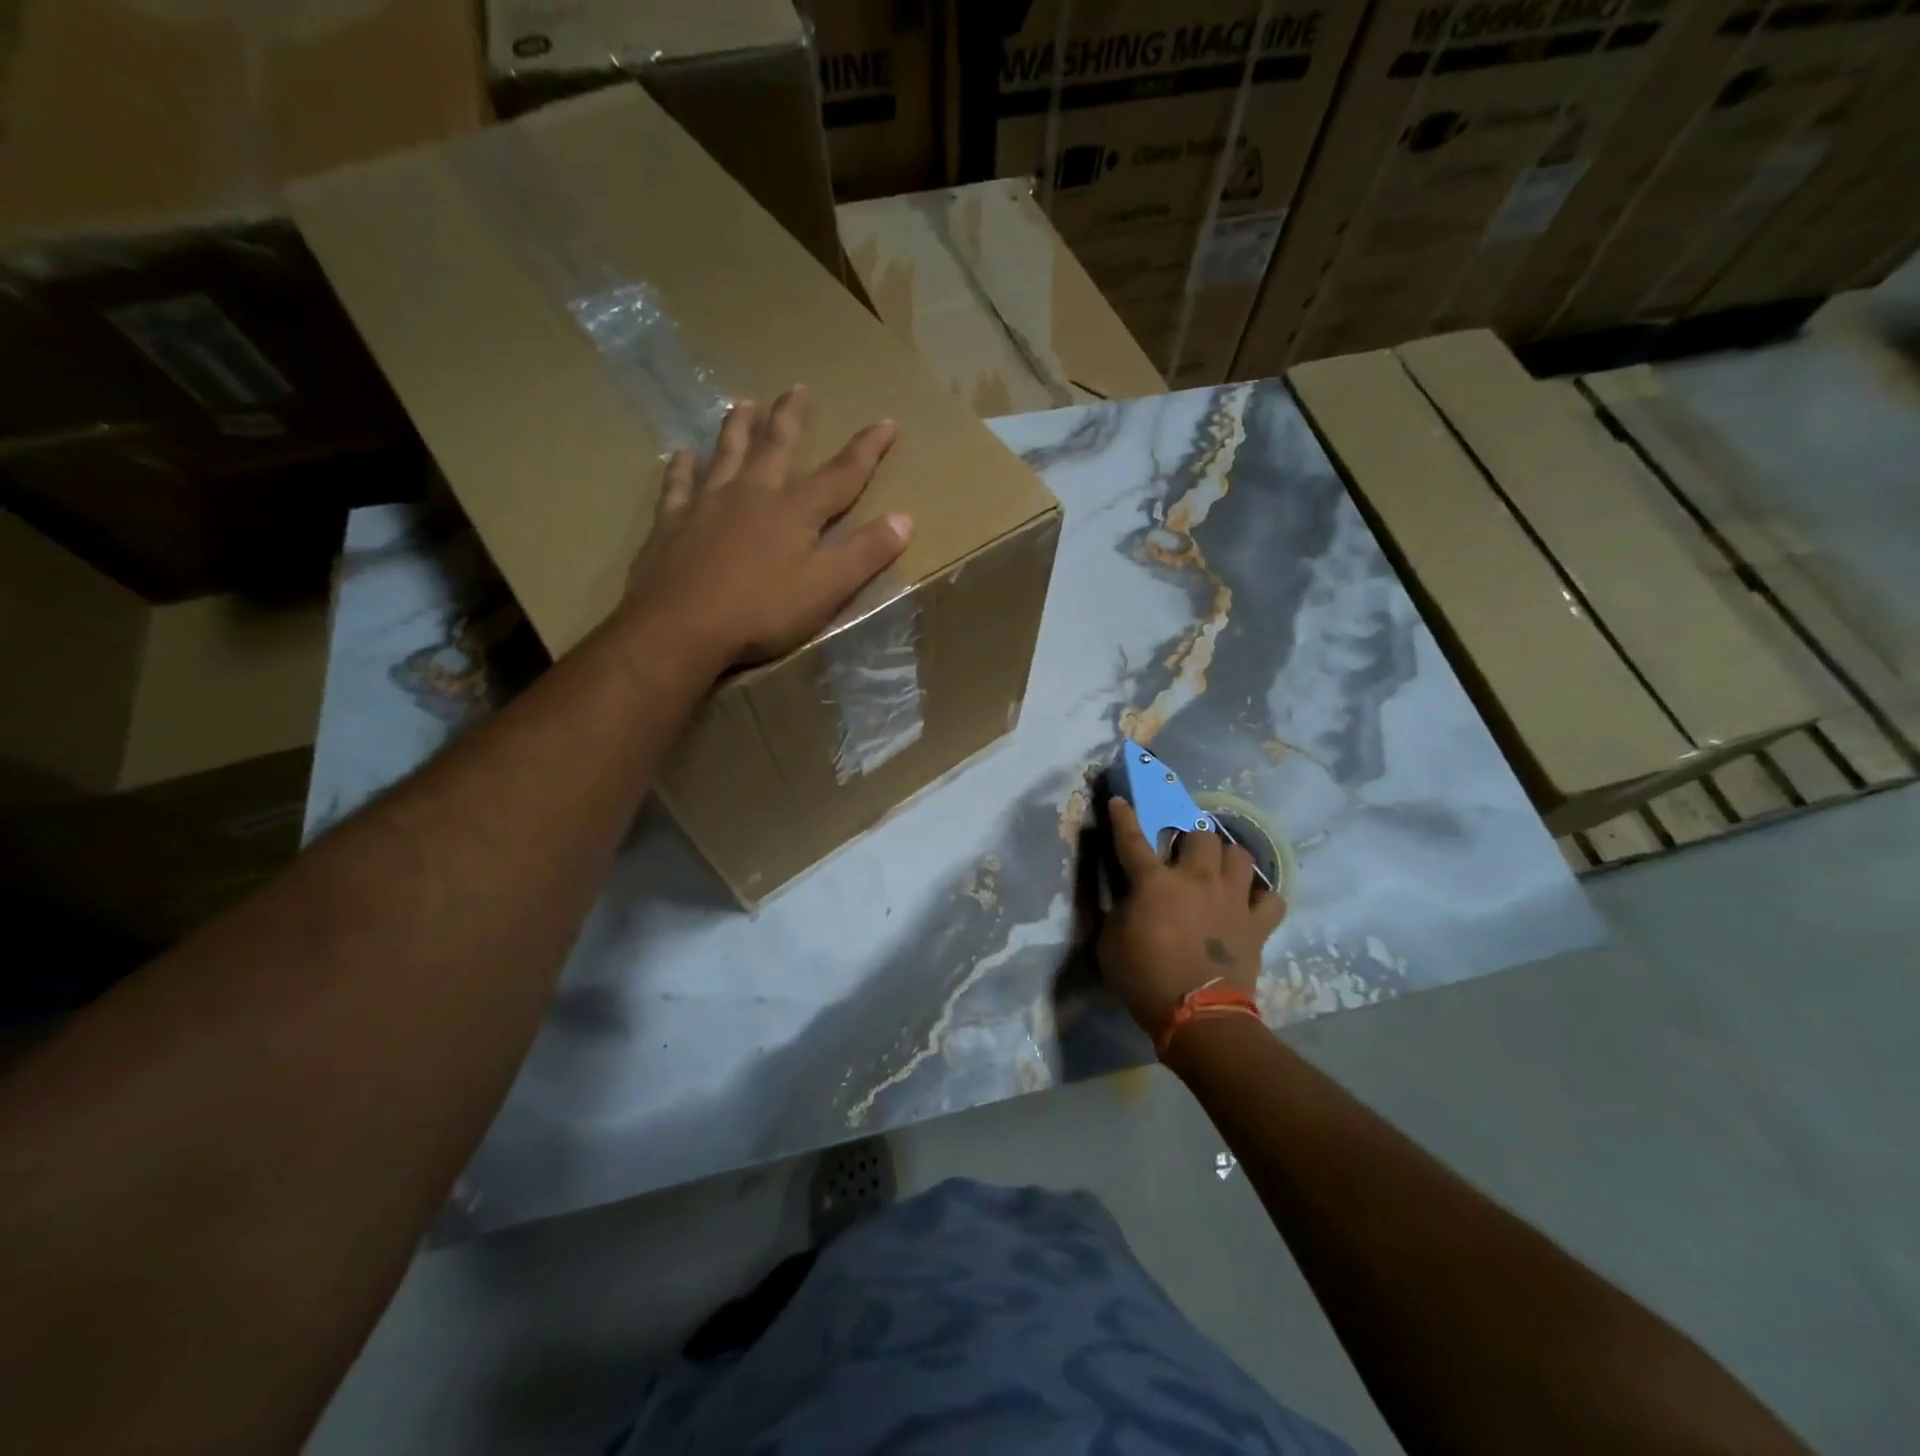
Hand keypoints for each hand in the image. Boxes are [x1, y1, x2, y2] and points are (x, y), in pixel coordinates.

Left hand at [619, 387, 912, 666]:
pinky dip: (683, 467)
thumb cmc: (761, 612)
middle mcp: (751, 494)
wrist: (680, 628)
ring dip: (738, 428)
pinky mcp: (672, 523)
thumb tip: (905, 518)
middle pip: (776, 446)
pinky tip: (683, 454)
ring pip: (726, 454)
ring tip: (744, 403)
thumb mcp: (826, 589)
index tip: (887, 422)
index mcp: (794, 511)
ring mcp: (707, 504)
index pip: (841, 474)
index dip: (867, 449)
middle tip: (798, 388)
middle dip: (792, 418)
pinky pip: (678, 484)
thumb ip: (865, 553)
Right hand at [1097, 797, 1284, 1035]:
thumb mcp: (1111, 943)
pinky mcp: (1257, 924)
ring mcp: (1231, 899)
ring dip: (1227, 857)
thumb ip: (1119, 911)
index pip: (1132, 838)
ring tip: (1220, 869)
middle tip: (1185, 850)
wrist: (1197, 1016)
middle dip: (1191, 836)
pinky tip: (1251, 902)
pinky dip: (1262, 897)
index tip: (1120, 801)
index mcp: (1154, 882)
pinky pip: (1271, 898)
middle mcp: (1196, 879)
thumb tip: (1130, 899)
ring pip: (1240, 855)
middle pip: (1201, 835)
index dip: (1123, 817)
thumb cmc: (1144, 979)